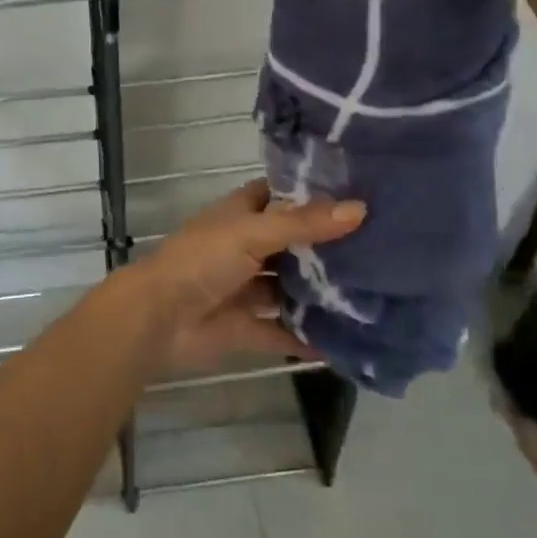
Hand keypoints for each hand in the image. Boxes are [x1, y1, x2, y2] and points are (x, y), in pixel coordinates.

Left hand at [127, 179, 364, 370]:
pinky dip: (307, 339)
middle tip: (379, 249)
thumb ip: (303, 224)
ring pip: (289, 289)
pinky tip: (346, 343)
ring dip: (319, 294)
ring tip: (374, 294)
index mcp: (241, 215)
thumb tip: (360, 209)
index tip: (357, 194)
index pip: (280, 195)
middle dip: (326, 248)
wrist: (158, 319)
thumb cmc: (202, 260)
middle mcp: (245, 247)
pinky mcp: (245, 327)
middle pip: (291, 244)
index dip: (311, 194)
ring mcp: (244, 288)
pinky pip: (282, 332)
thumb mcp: (253, 233)